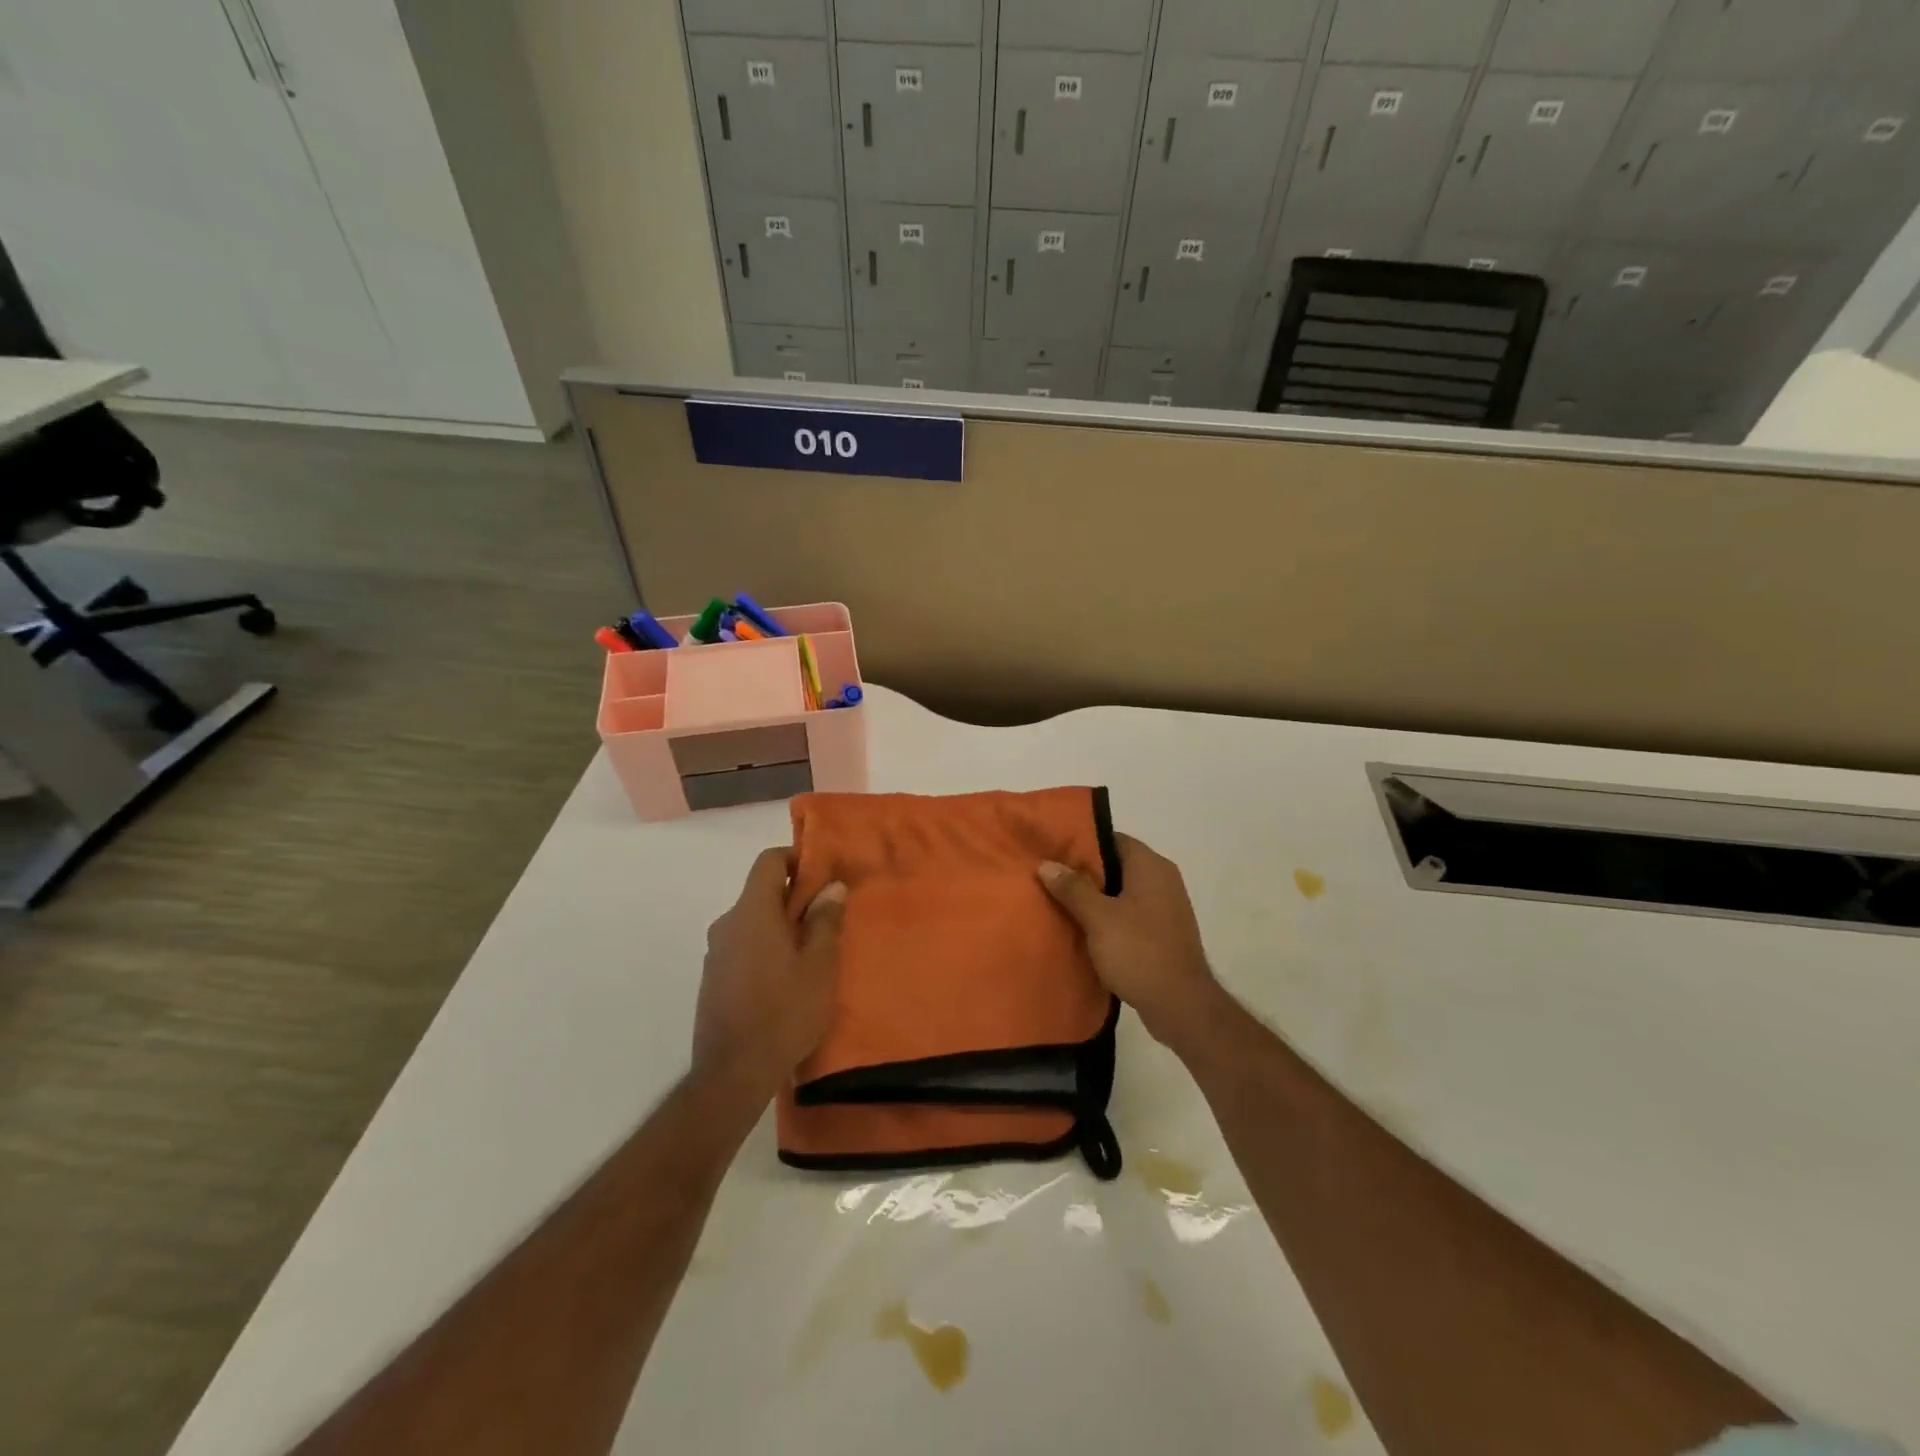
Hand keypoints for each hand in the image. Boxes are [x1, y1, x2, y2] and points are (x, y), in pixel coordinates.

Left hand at [693, 848, 846, 1099]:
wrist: (733, 1074)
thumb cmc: (784, 1012)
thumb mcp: (820, 965)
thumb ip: (826, 920)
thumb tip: (831, 887)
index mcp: (751, 912)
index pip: (768, 861)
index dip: (796, 859)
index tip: (822, 877)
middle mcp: (727, 924)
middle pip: (761, 893)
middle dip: (794, 899)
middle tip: (827, 921)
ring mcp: (715, 954)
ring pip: (753, 923)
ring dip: (781, 928)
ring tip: (811, 955)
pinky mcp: (713, 980)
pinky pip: (743, 948)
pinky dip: (765, 950)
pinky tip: (786, 981)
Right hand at [1039, 834, 1227, 1054]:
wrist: (1181, 1005)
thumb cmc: (1139, 951)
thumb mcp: (1098, 918)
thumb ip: (1072, 888)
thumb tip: (1047, 864)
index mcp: (1151, 866)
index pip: (1112, 840)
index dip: (1081, 843)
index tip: (1053, 852)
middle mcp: (1163, 880)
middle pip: (1116, 866)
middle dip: (1084, 873)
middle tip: (1049, 878)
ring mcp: (1166, 908)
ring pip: (1121, 892)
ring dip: (1094, 898)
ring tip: (1059, 904)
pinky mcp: (1163, 933)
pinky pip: (1129, 915)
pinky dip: (1108, 918)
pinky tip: (1084, 930)